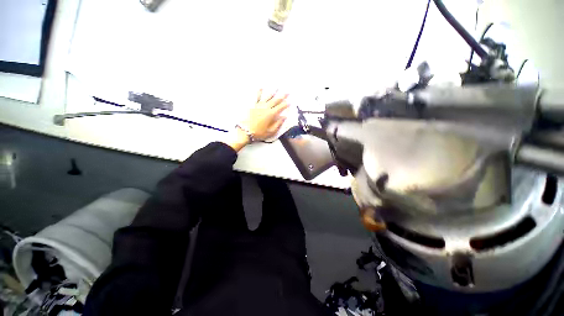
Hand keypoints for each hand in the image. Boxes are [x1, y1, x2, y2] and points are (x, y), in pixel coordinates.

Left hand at [243, 89, 288, 139]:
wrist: (245, 131)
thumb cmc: (259, 133)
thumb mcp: (271, 131)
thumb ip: (278, 124)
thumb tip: (284, 117)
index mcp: (271, 114)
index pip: (280, 108)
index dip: (285, 105)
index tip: (290, 102)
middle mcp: (266, 108)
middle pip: (275, 101)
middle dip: (282, 96)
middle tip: (287, 92)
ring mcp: (259, 106)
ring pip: (267, 97)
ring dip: (273, 92)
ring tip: (277, 88)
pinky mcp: (253, 106)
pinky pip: (257, 97)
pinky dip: (259, 92)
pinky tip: (261, 88)